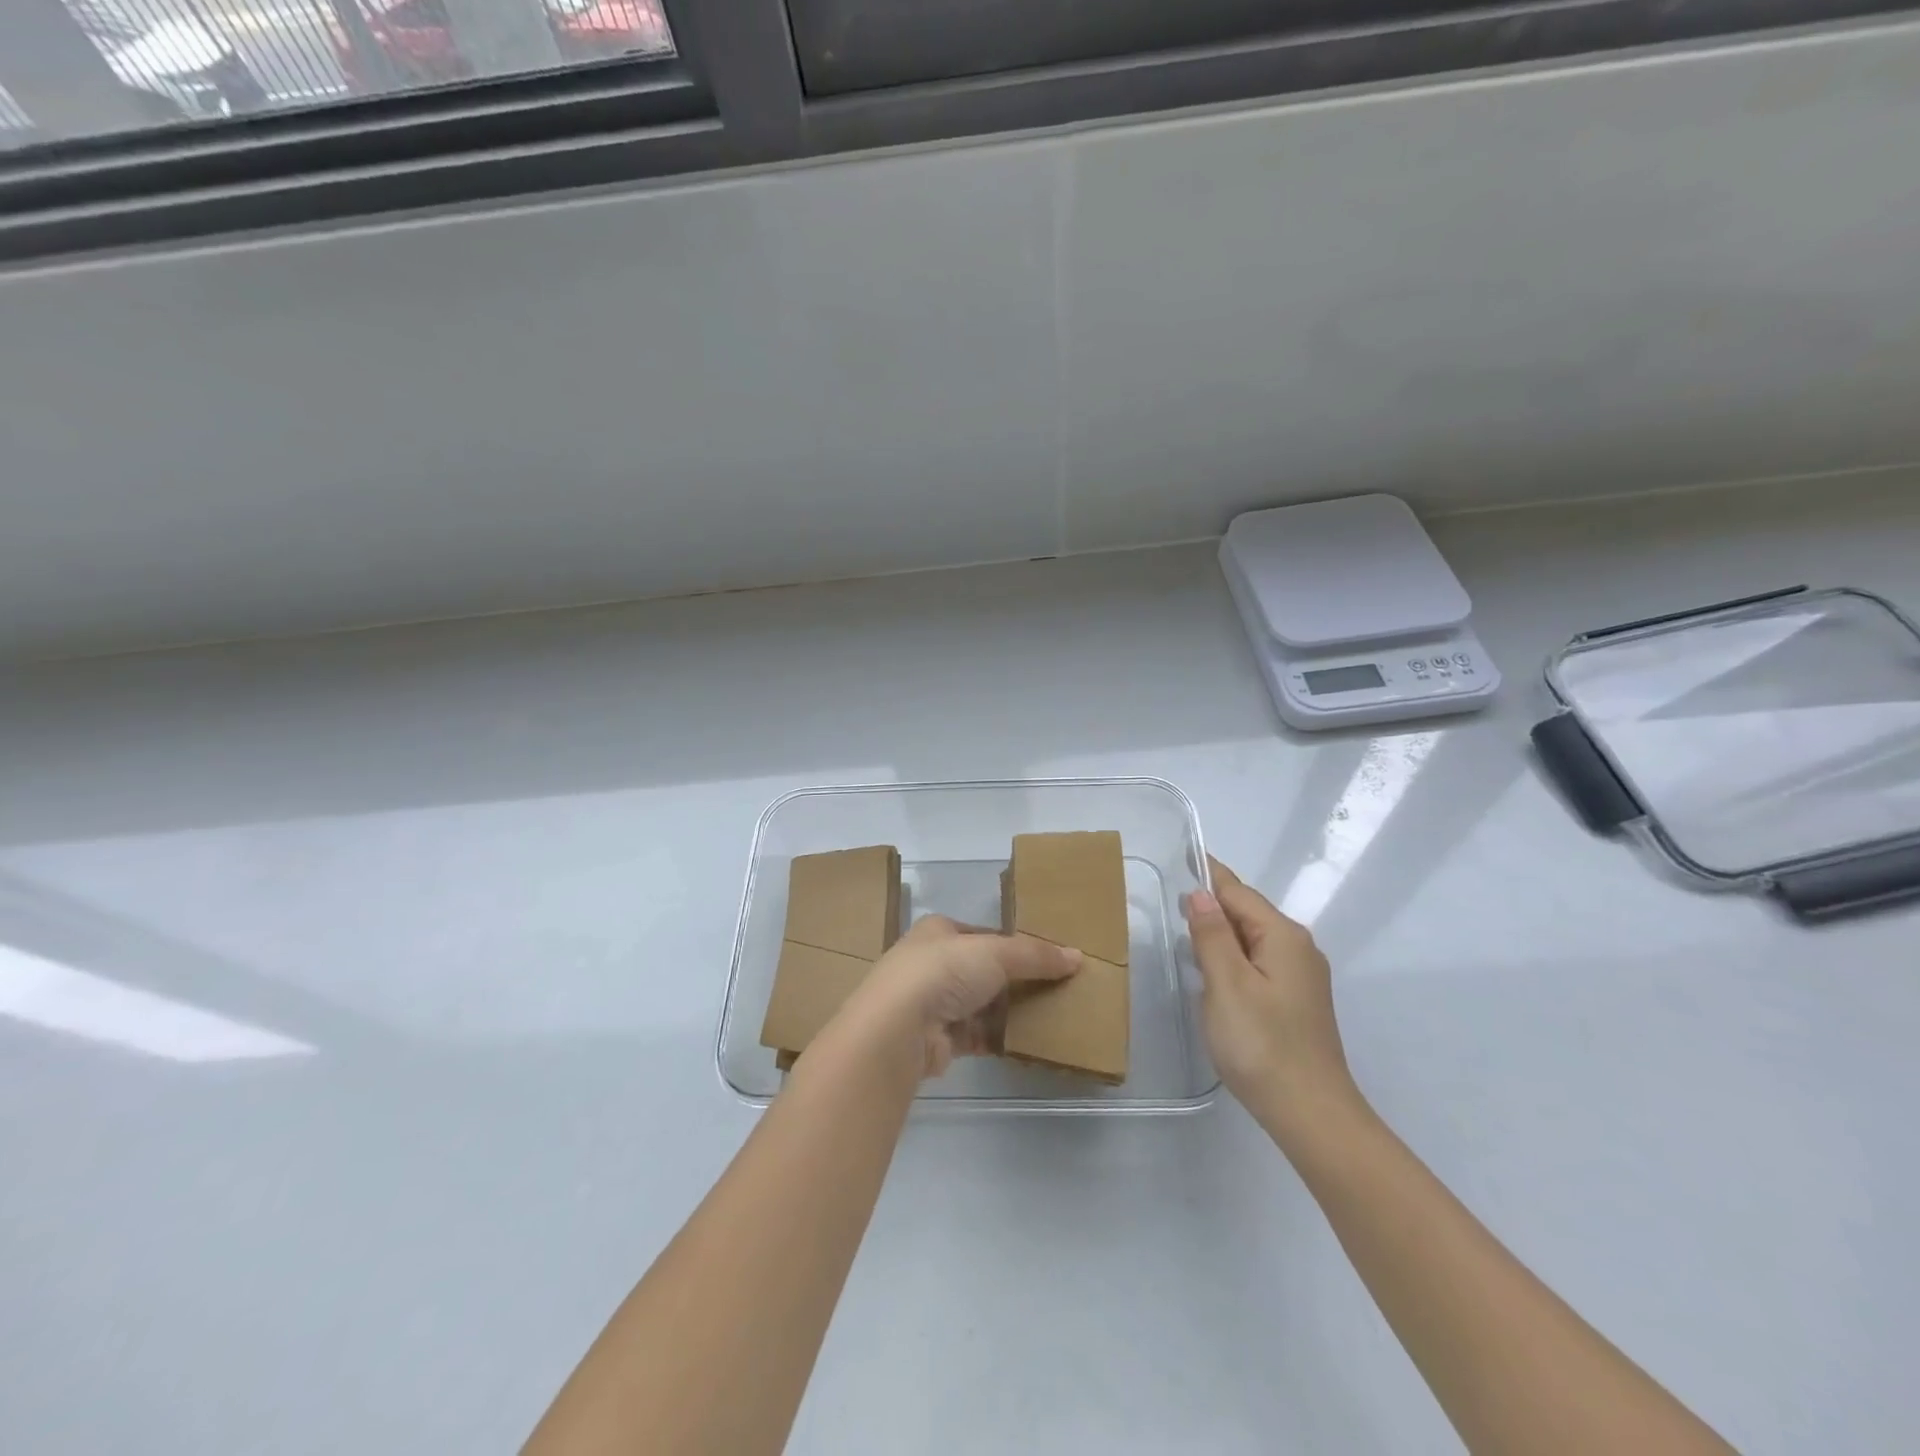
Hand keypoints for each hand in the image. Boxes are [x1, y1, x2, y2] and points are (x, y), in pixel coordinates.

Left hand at [839, 914, 1081, 1077]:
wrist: (897, 1029)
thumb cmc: (943, 972)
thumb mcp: (995, 952)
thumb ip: (1035, 955)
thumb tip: (1077, 956)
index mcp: (938, 931)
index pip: (983, 934)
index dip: (1013, 944)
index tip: (1046, 958)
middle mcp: (931, 963)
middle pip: (983, 970)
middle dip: (1014, 981)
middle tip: (1054, 989)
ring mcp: (931, 1003)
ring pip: (980, 1004)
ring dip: (1008, 1012)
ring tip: (1049, 1016)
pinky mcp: (936, 1040)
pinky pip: (976, 1036)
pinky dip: (998, 1038)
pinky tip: (1026, 1043)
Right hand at [1184, 859, 1361, 1139]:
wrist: (1310, 1114)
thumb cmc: (1262, 1044)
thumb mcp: (1226, 984)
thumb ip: (1212, 935)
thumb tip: (1199, 893)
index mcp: (1283, 936)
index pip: (1238, 893)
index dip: (1208, 875)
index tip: (1182, 856)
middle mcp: (1298, 948)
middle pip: (1248, 913)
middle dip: (1213, 903)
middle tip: (1171, 899)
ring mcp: (1301, 977)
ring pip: (1253, 939)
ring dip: (1221, 932)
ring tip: (1186, 930)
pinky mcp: (1296, 1001)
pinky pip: (1258, 962)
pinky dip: (1233, 956)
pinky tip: (1214, 971)